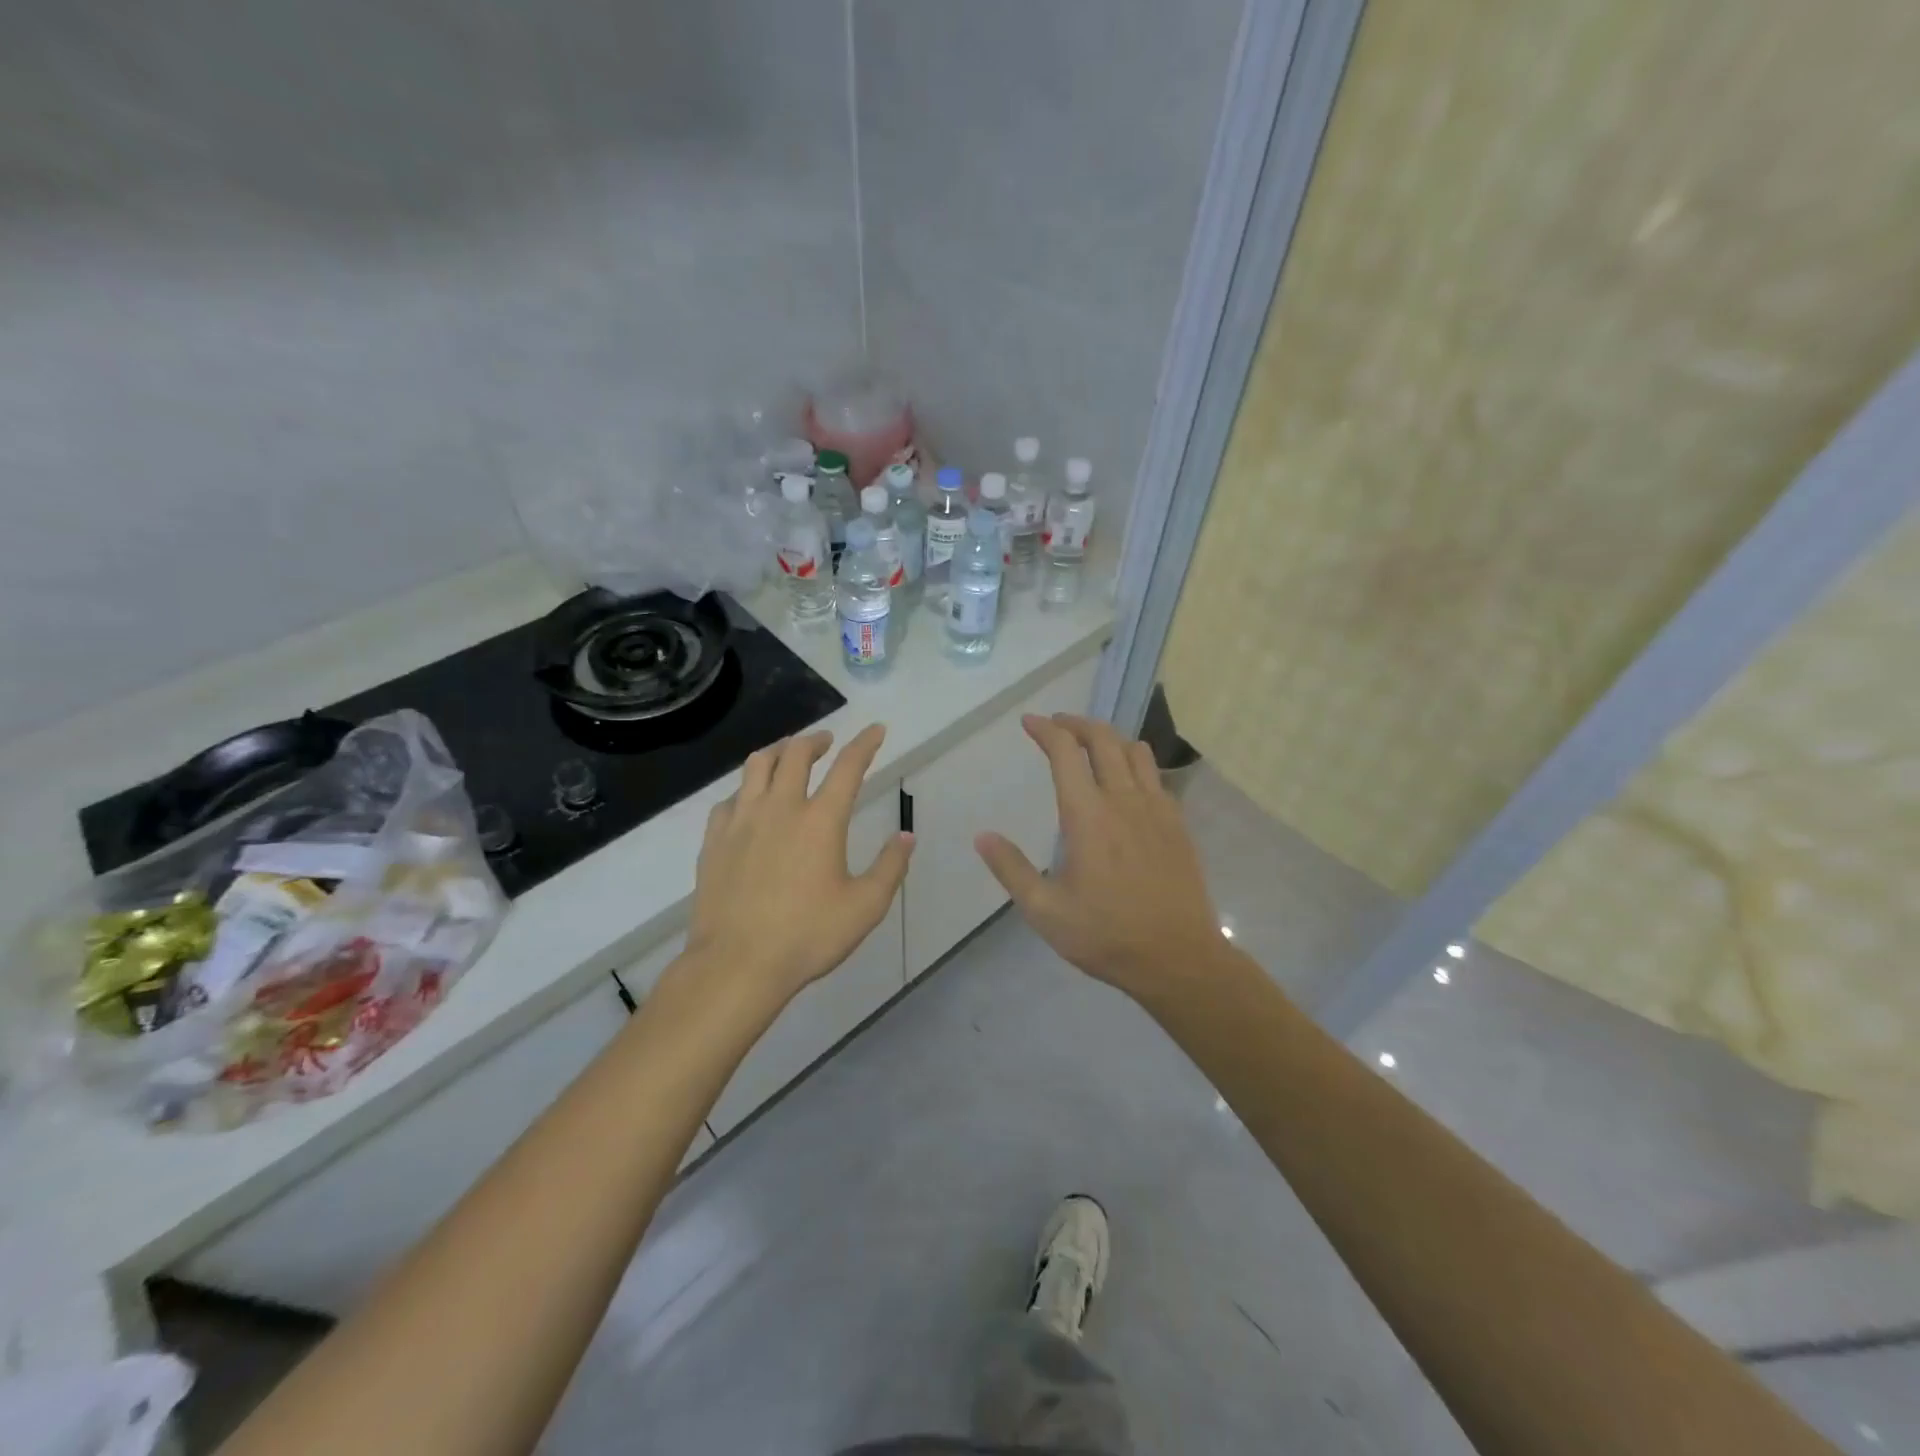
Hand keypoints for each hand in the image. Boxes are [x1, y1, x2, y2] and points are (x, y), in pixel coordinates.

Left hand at [683, 725, 913, 1007]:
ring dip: (778, 751)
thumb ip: (890, 867)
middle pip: (796, 754)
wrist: (737, 964)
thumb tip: (906, 836)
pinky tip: (750, 801)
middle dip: (815, 740)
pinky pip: (730, 798)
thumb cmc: (808, 936)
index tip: (876, 729)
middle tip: (826, 742)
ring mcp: (741, 821)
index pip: (848, 766)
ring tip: (787, 755)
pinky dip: (746, 789)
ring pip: (757, 765)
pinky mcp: (714, 839)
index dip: (865, 743)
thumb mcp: (865, 907)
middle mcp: (780, 808)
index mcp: (821, 820)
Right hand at [975, 714, 1224, 1003]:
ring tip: (1091, 745)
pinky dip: (1135, 764)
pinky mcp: (1177, 824)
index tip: (1029, 721)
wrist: (1178, 958)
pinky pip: (1156, 776)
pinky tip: (1127, 784)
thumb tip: (982, 836)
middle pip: (1103, 739)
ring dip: (1109, 738)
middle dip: (1076, 723)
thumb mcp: (1045, 911)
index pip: (1065, 752)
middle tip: (1057, 724)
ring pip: (1135, 751)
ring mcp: (1157, 809)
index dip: (1045, 730)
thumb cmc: (1106, 935)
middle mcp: (1124, 800)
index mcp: (1088, 815)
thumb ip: (1012, 869)